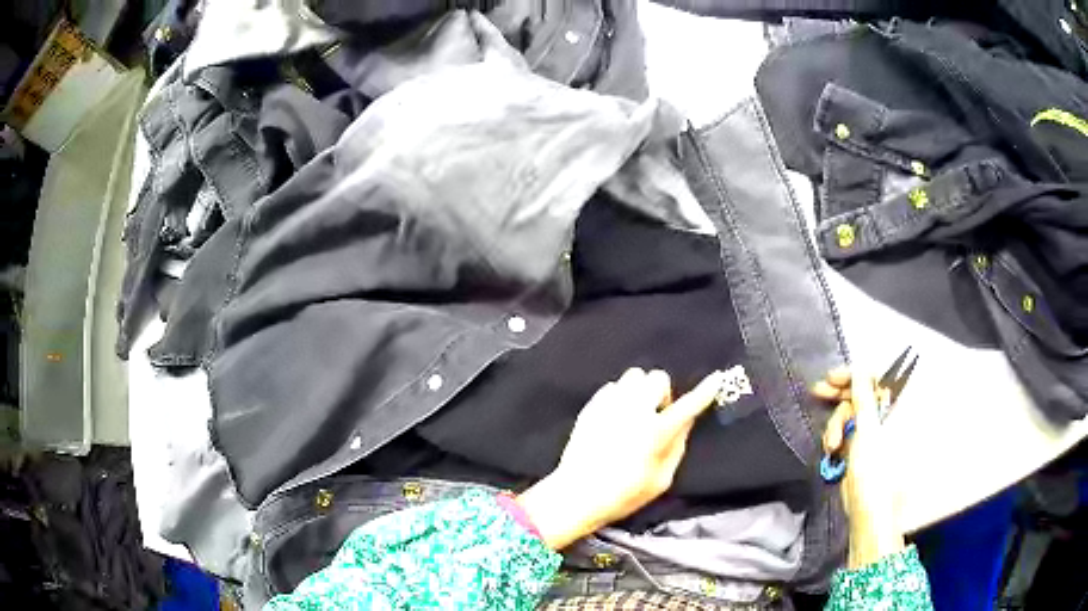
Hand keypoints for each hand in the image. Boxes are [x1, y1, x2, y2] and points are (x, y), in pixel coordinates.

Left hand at [517, 368, 726, 549]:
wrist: (576, 495)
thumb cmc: (623, 495)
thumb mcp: (661, 480)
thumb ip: (677, 447)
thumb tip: (685, 423)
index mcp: (655, 432)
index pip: (688, 405)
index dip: (705, 391)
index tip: (717, 378)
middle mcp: (634, 411)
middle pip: (658, 378)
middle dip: (662, 393)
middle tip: (657, 415)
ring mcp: (609, 405)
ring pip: (634, 376)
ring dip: (641, 390)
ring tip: (635, 412)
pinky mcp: (591, 406)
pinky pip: (613, 387)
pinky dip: (620, 397)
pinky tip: (615, 417)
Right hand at [812, 368, 904, 568]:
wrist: (868, 510)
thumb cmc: (874, 467)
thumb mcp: (867, 428)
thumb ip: (863, 396)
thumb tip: (861, 368)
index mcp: (895, 406)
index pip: (877, 377)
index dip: (855, 375)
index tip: (833, 379)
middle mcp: (886, 414)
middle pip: (861, 392)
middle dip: (840, 395)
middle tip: (818, 391)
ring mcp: (873, 431)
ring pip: (850, 412)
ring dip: (836, 424)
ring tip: (830, 444)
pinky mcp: (860, 445)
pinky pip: (846, 429)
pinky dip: (836, 435)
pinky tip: (830, 449)